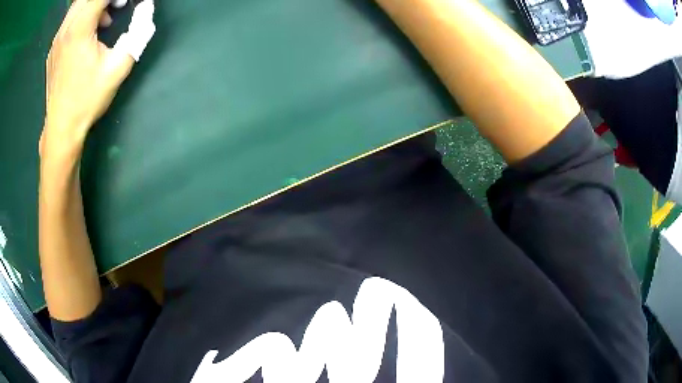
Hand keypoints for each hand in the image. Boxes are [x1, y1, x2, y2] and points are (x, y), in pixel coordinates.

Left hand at [42, 0, 154, 157]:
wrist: (61, 129)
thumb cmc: (88, 99)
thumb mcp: (119, 67)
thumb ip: (138, 32)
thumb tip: (146, 7)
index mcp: (79, 29)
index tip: (127, 3)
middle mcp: (65, 29)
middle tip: (120, 6)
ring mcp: (56, 39)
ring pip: (77, 6)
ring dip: (93, 5)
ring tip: (105, 20)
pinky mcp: (53, 49)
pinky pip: (69, 20)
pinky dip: (82, 16)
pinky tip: (89, 32)